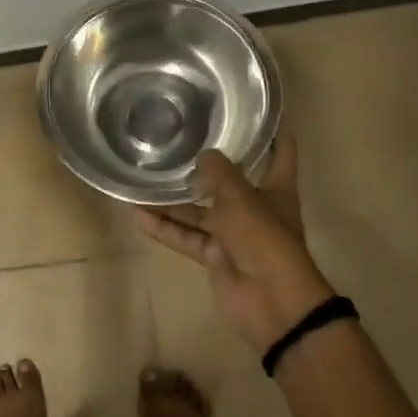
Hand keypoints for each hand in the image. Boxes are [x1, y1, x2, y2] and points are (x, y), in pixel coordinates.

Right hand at [131, 138, 335, 353]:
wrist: (272, 302)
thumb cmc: (264, 238)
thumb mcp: (241, 198)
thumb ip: (220, 173)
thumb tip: (204, 153)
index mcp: (275, 190)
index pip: (279, 155)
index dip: (271, 134)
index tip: (254, 114)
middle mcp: (255, 208)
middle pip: (228, 184)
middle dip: (205, 168)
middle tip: (175, 143)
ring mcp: (234, 234)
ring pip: (199, 212)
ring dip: (173, 202)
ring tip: (142, 182)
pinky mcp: (215, 257)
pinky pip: (187, 238)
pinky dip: (166, 229)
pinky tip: (138, 216)